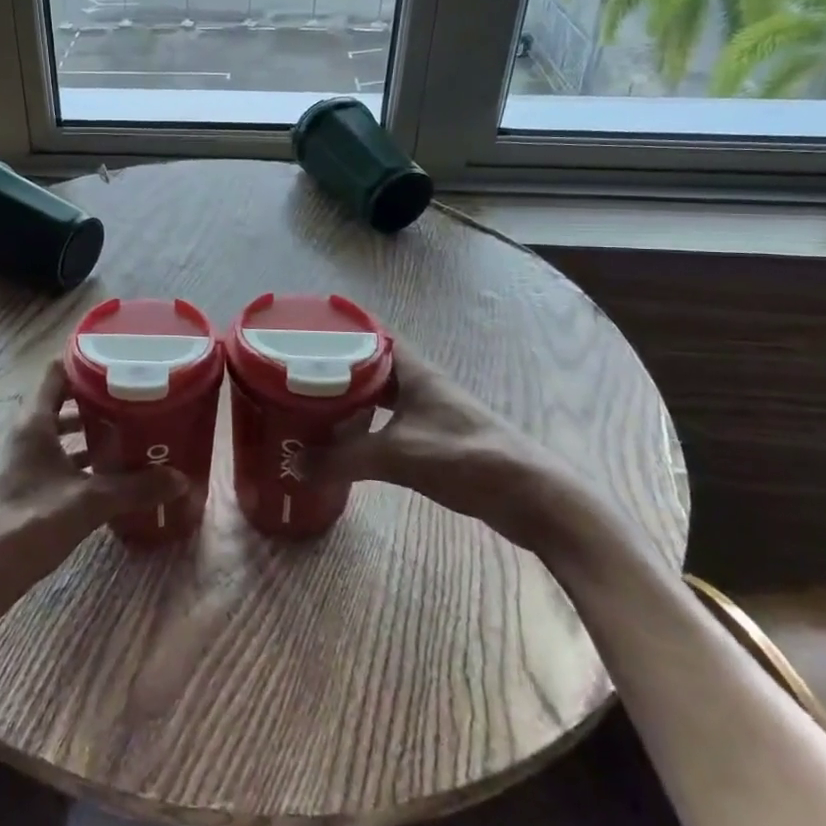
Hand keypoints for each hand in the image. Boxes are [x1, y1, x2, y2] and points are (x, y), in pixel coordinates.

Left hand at [0, 360, 184, 633]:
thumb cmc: (29, 523)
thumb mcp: (88, 503)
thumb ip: (135, 488)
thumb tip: (181, 479)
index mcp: (34, 421)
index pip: (57, 371)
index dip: (86, 361)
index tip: (121, 361)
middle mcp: (24, 432)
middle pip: (61, 400)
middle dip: (96, 399)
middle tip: (135, 399)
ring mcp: (20, 459)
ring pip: (58, 432)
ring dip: (88, 431)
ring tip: (128, 433)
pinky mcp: (22, 484)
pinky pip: (55, 458)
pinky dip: (79, 460)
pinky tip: (106, 475)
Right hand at [309, 342, 582, 549]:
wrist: (532, 498)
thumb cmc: (466, 458)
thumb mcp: (398, 456)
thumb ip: (343, 459)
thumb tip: (295, 465)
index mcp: (414, 371)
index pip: (371, 333)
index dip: (340, 326)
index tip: (304, 328)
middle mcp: (420, 384)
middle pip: (370, 364)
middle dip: (335, 365)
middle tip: (294, 369)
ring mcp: (429, 412)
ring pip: (379, 394)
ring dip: (349, 397)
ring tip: (309, 401)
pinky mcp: (433, 440)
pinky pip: (387, 421)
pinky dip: (364, 424)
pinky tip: (342, 438)